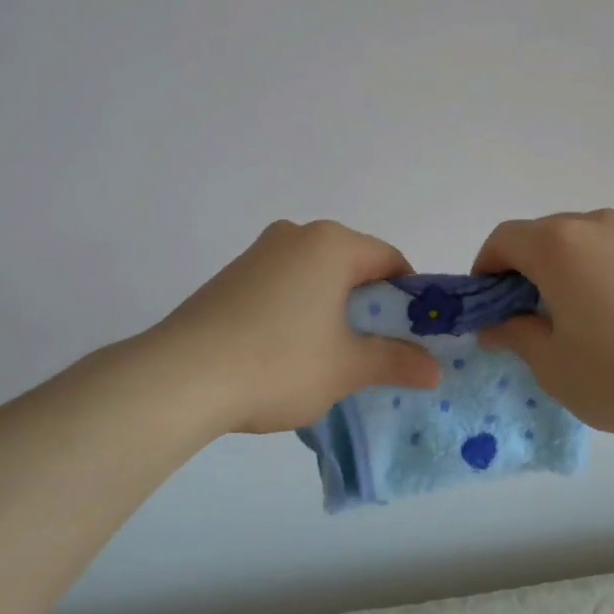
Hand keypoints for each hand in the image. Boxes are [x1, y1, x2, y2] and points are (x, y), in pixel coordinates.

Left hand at [152, 220, 442, 435]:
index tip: (411, 338)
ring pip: (316, 277)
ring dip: (333, 311)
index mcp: (331, 244)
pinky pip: (284, 286)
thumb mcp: (346, 368)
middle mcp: (296, 235)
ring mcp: (258, 253)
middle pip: (353, 266)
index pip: (390, 260)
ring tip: (328, 358)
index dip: (410, 299)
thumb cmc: (278, 362)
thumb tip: (434, 370)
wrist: (179, 378)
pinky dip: (299, 311)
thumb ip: (396, 362)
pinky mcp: (231, 276)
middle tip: (373, 352)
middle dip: (370, 307)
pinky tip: (287, 352)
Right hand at [472, 210, 613, 445]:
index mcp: (559, 245)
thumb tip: (496, 325)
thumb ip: (515, 335)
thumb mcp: (553, 365)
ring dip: (570, 269)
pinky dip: (608, 272)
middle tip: (532, 316)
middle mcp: (598, 225)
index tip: (489, 304)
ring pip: (587, 242)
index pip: (504, 239)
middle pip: (545, 235)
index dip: (486, 268)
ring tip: (583, 317)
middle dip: (527, 269)